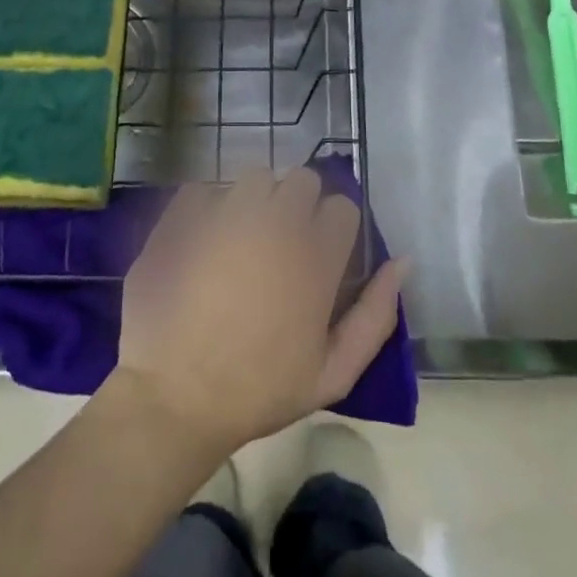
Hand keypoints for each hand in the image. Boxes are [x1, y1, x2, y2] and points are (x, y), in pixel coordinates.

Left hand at [113, 168, 405, 454]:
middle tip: (284, 242)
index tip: (322, 252)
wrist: (174, 398)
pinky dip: (208, 206)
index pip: (342, 207)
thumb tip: (402, 262)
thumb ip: (376, 315)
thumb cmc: (259, 391)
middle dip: (300, 204)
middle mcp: (275, 223)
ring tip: (244, 236)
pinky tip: (203, 238)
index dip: (335, 228)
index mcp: (315, 257)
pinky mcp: (183, 217)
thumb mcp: (333, 373)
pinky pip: (205, 188)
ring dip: (258, 199)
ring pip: (256, 177)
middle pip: (303, 180)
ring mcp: (225, 215)